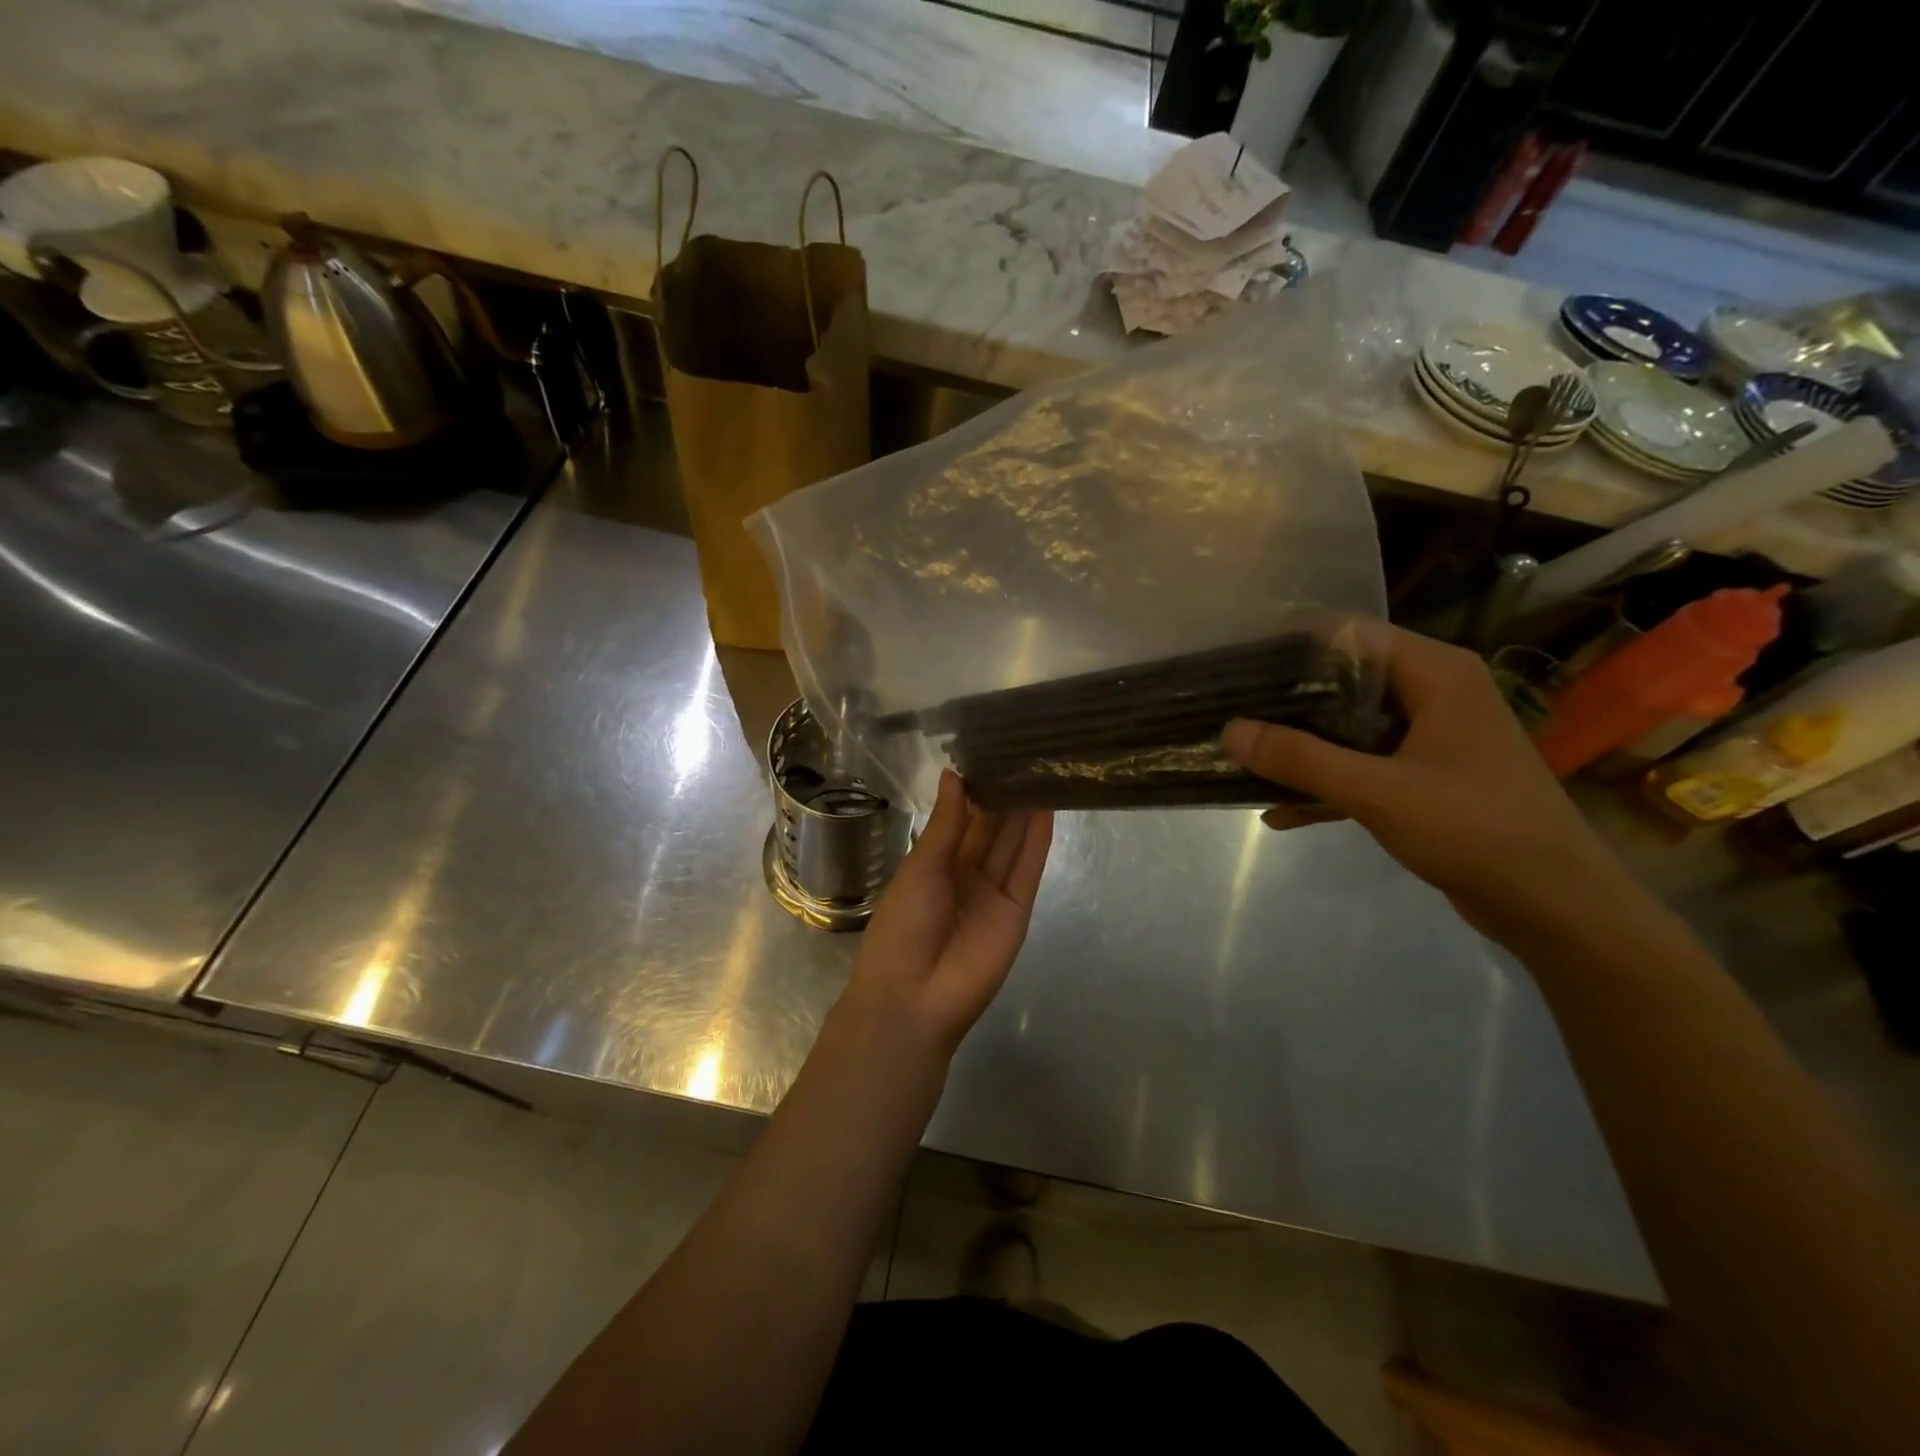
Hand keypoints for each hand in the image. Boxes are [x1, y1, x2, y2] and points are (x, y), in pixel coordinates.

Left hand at [842, 771, 1053, 1058]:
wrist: (914, 997)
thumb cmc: (903, 925)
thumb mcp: (920, 867)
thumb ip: (945, 823)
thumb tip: (954, 775)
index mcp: (935, 864)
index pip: (961, 820)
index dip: (975, 791)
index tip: (991, 754)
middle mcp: (966, 875)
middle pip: (991, 830)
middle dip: (1004, 796)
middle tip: (1023, 755)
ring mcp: (993, 893)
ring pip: (1012, 845)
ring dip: (1025, 812)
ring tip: (1040, 771)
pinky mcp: (1017, 910)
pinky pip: (1027, 869)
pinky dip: (1037, 840)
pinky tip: (1046, 808)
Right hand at [1220, 624, 1641, 946]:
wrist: (1557, 907)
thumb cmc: (1475, 831)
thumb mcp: (1377, 792)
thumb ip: (1300, 759)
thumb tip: (1229, 731)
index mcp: (1436, 674)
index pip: (1351, 634)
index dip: (1291, 646)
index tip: (1238, 668)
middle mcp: (1434, 693)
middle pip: (1345, 679)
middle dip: (1286, 700)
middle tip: (1230, 714)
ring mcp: (1431, 737)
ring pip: (1349, 725)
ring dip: (1301, 745)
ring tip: (1244, 758)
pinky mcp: (1427, 776)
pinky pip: (1364, 765)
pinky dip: (1326, 782)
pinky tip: (1278, 811)